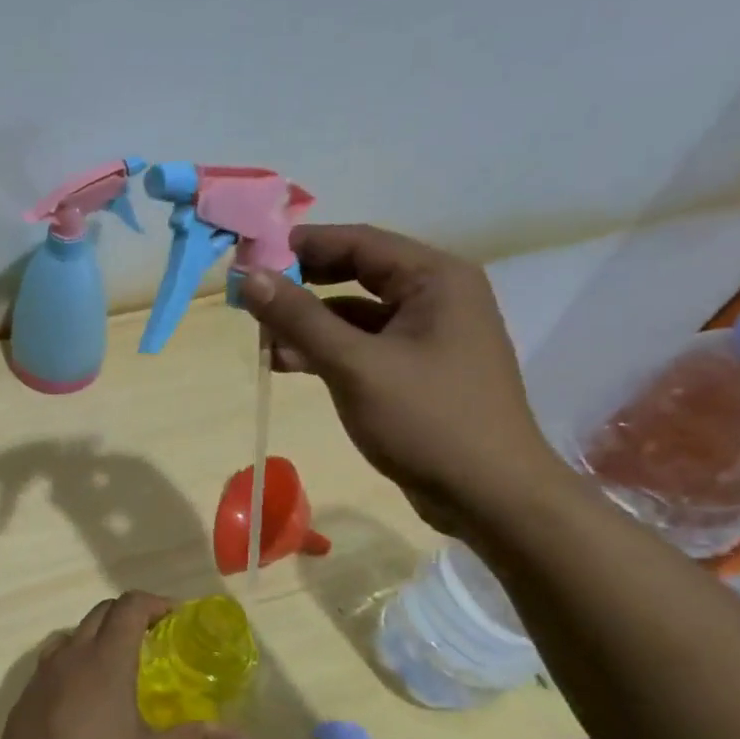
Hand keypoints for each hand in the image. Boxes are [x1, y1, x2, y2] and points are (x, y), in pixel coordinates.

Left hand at [0, 592, 246, 738]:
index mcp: (105, 660)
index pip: (129, 607)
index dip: (154, 603)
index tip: (175, 617)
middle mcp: (71, 655)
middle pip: (101, 613)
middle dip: (128, 615)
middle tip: (155, 638)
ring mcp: (42, 674)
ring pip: (73, 634)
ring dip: (98, 636)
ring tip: (121, 665)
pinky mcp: (25, 696)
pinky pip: (53, 661)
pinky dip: (74, 662)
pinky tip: (87, 696)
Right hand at [240, 223, 564, 535]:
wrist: (490, 496)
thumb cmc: (427, 420)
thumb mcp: (354, 365)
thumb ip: (299, 318)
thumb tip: (248, 275)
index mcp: (436, 279)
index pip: (358, 241)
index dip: (302, 244)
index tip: (251, 255)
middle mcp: (437, 296)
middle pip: (357, 273)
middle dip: (302, 284)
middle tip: (252, 295)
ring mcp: (429, 335)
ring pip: (356, 313)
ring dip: (309, 322)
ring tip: (262, 338)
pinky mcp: (418, 370)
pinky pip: (364, 345)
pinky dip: (328, 349)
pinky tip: (289, 364)